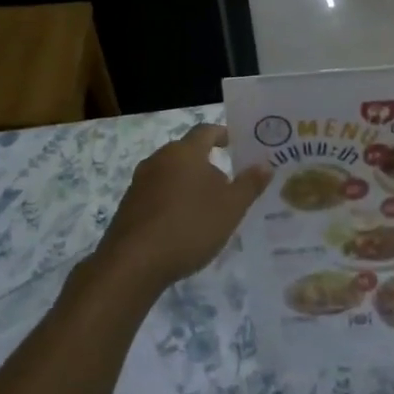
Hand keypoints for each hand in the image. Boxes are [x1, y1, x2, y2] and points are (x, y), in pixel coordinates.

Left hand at [92, 124, 270, 294]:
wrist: (133, 262)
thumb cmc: (189, 226)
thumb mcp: (231, 208)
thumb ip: (249, 184)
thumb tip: (265, 164)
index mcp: (184, 152)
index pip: (206, 131)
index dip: (222, 134)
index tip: (234, 143)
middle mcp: (159, 159)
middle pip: (187, 153)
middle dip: (207, 164)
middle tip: (227, 183)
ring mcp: (139, 182)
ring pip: (171, 174)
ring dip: (188, 184)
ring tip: (206, 207)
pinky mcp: (128, 206)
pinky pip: (157, 195)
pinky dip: (172, 201)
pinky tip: (181, 225)